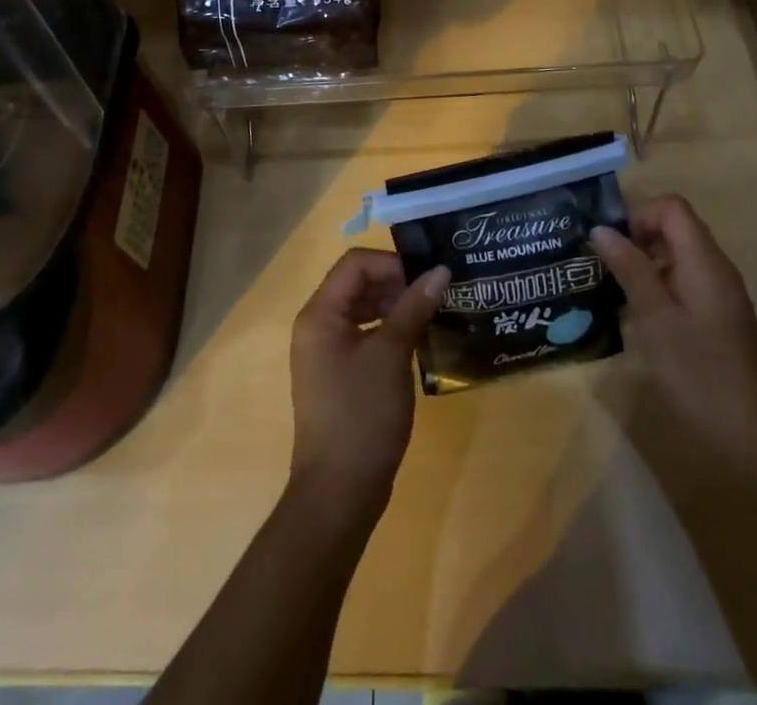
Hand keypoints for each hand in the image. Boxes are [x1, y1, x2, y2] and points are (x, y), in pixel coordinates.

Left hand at [289, 249, 449, 520]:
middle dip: (396, 282)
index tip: (427, 277)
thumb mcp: (391, 355)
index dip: (392, 263)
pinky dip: (388, 329)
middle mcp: (316, 325)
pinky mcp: (337, 374)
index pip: (355, 264)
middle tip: (435, 294)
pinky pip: (363, 334)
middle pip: (356, 282)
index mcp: (319, 314)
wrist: (339, 492)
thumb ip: (414, 306)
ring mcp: (325, 351)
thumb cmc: (362, 415)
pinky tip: (416, 340)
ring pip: (361, 308)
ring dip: (394, 305)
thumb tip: (440, 270)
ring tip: (431, 313)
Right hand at [591, 194, 756, 475]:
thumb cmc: (699, 373)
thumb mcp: (655, 319)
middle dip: (636, 235)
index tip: (609, 241)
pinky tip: (636, 314)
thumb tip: (601, 230)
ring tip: (611, 286)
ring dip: (643, 261)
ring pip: (677, 254)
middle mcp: (716, 268)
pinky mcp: (718, 316)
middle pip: (674, 227)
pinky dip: (657, 284)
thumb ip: (630, 269)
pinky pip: (684, 280)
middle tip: (602, 263)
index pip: (671, 207)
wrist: (753, 435)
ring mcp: (719, 293)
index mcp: (704, 261)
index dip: (637, 214)